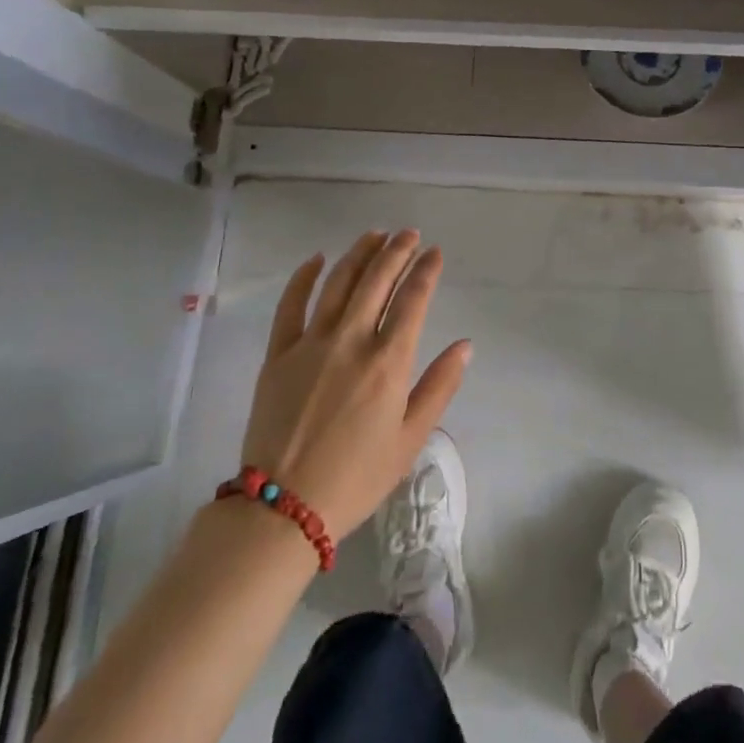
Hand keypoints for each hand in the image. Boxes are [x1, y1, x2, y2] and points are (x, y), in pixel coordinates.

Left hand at [240, 230, 470, 541]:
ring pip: (338, 283)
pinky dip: (304, 277)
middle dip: (397, 251)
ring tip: (375, 235)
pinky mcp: (278, 353)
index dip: (426, 271)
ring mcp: (311, 343)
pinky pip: (291, 304)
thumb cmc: (356, 477)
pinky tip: (317, 259)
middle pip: (377, 281)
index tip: (435, 252)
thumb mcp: (410, 439)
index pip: (413, 300)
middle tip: (409, 234)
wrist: (283, 508)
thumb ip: (439, 386)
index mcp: (388, 362)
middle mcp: (352, 341)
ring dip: (359, 254)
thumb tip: (465, 345)